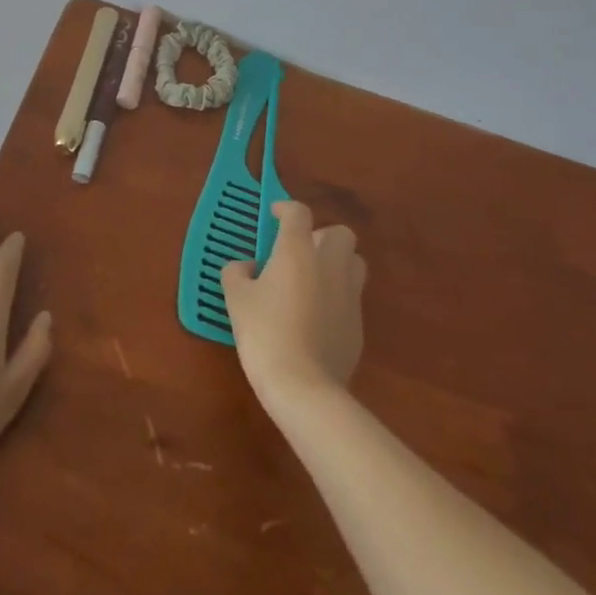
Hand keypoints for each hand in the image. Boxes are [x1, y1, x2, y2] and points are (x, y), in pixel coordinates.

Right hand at [221, 201, 365, 408]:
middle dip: (321, 235)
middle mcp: (329, 264)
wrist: (304, 386)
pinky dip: (338, 296)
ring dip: (337, 262)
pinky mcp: (359, 324)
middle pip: (340, 233)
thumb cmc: (265, 333)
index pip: (298, 212)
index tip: (274, 215)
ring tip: (313, 279)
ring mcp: (349, 294)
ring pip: (355, 262)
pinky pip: (352, 296)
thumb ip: (237, 273)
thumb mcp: (236, 299)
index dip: (285, 208)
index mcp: (297, 251)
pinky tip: (318, 315)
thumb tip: (246, 267)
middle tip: (298, 251)